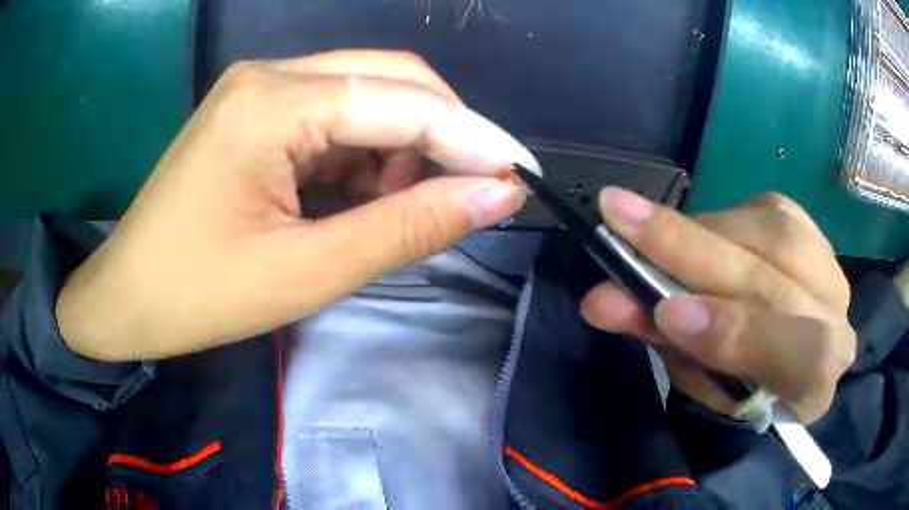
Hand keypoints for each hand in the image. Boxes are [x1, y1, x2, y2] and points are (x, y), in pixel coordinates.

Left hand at [57, 50, 532, 360]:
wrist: (126, 299)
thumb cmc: (197, 297)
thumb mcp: (306, 273)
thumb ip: (407, 228)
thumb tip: (497, 196)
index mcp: (271, 102)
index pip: (401, 102)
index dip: (473, 137)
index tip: (522, 174)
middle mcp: (269, 75)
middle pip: (388, 79)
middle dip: (443, 134)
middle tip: (472, 192)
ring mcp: (259, 89)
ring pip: (365, 96)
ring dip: (402, 148)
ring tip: (398, 209)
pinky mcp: (255, 112)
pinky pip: (334, 116)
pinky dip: (365, 154)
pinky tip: (357, 197)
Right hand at [581, 188, 855, 422]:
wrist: (785, 350)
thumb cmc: (742, 382)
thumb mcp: (701, 381)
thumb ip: (666, 342)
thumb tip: (606, 300)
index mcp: (814, 383)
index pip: (791, 355)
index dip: (731, 331)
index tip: (665, 310)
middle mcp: (835, 317)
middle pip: (774, 280)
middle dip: (692, 250)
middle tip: (618, 217)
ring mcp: (829, 264)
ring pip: (771, 233)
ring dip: (702, 229)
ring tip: (646, 228)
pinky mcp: (813, 228)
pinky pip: (768, 209)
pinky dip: (723, 217)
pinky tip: (700, 230)